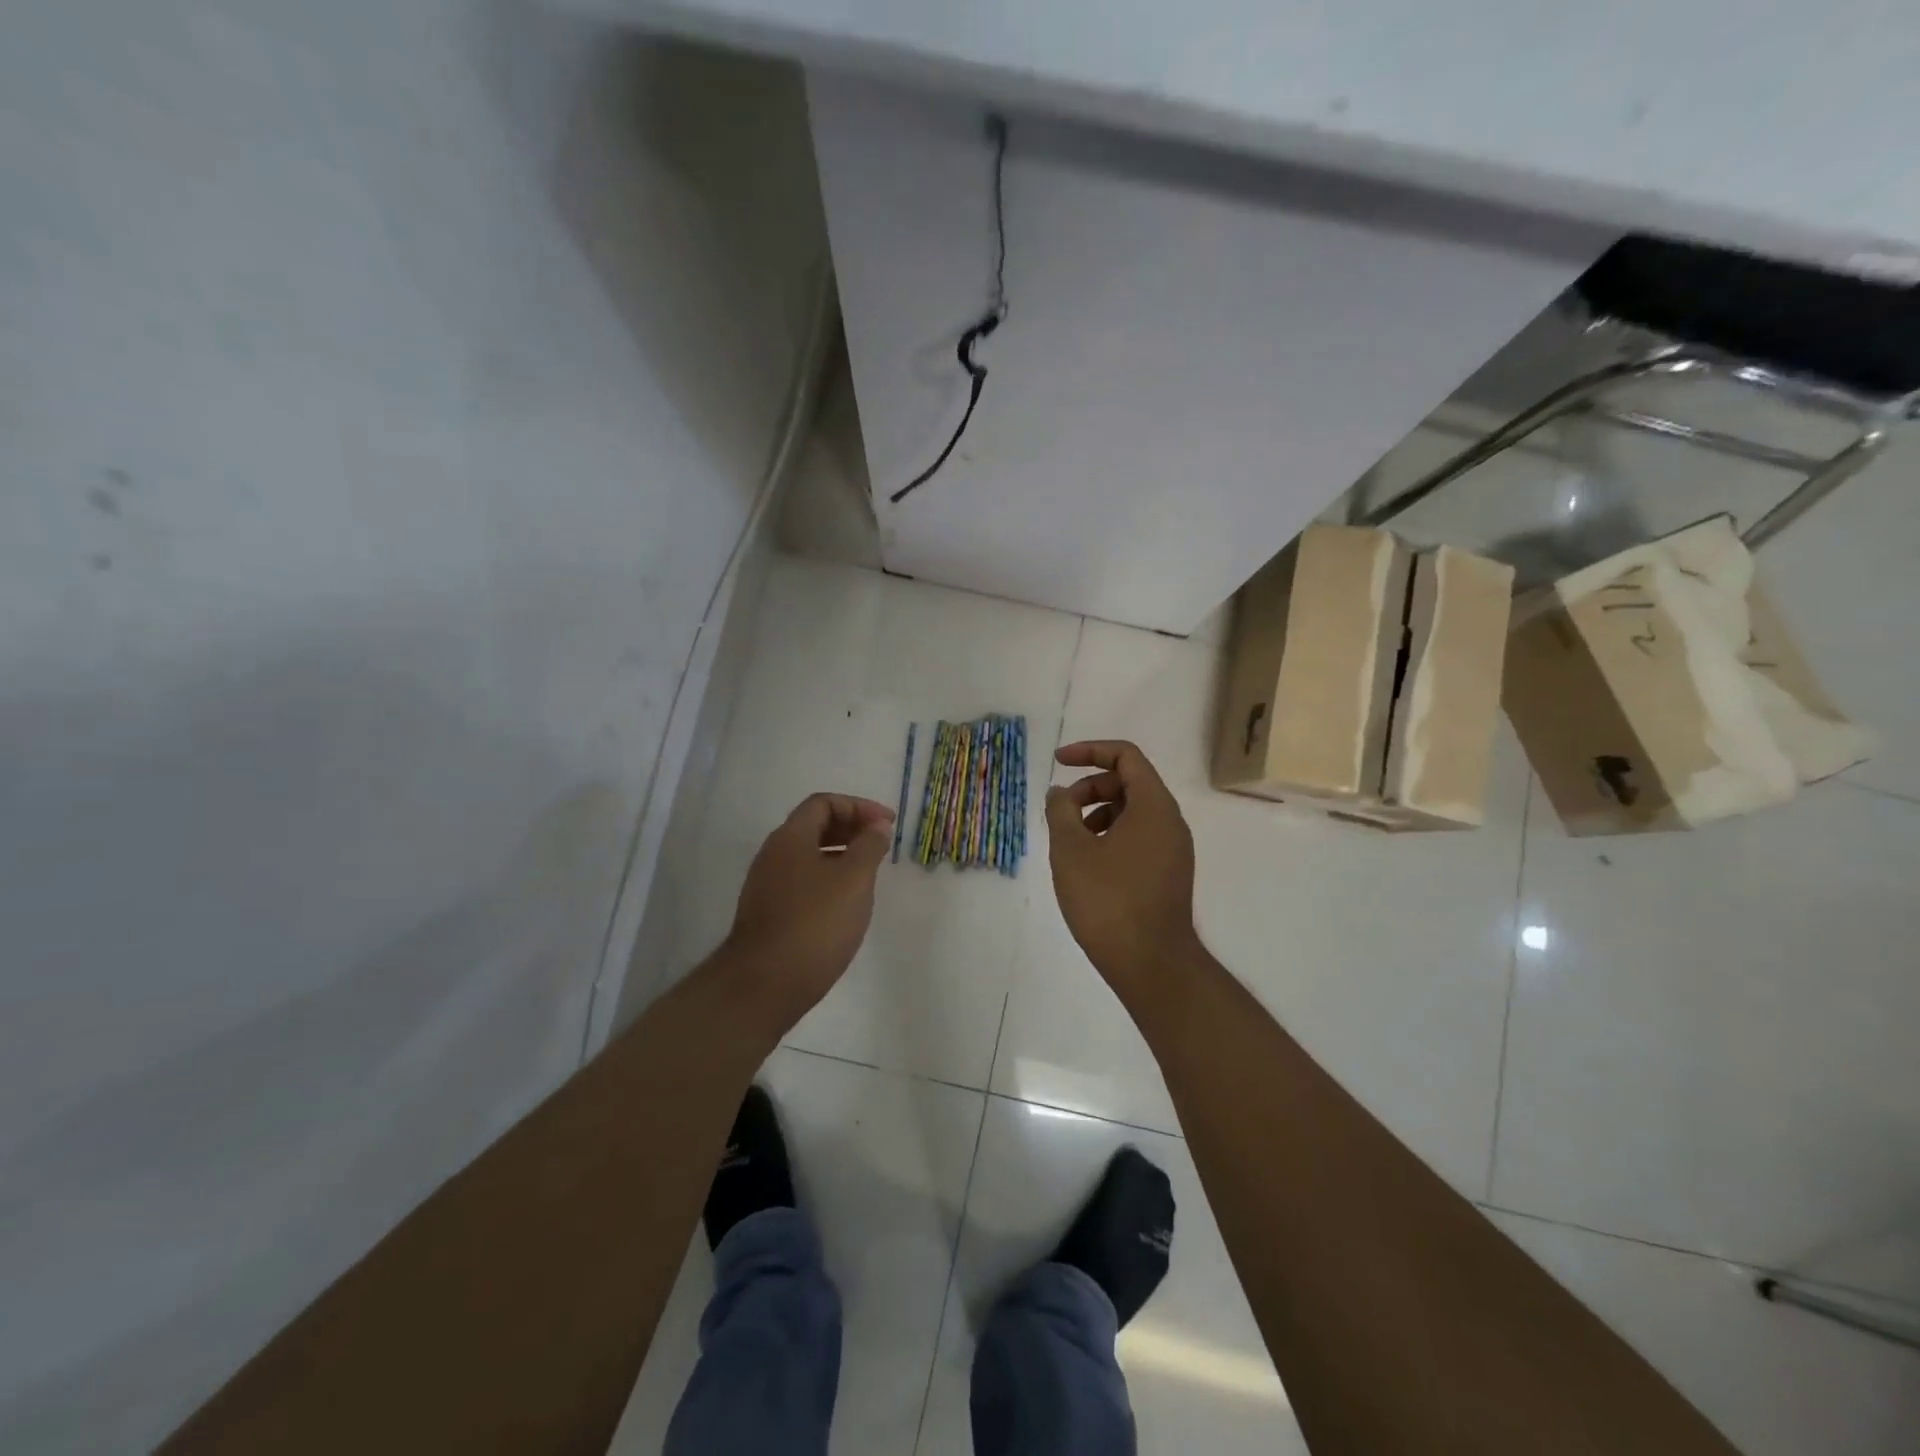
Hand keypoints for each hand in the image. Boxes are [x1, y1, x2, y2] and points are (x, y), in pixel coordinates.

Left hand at [721, 793, 894, 1031]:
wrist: (763, 985)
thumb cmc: (815, 924)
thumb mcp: (854, 880)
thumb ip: (869, 846)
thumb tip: (877, 826)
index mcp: (790, 838)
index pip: (823, 803)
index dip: (858, 806)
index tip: (887, 824)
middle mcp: (773, 855)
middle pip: (813, 826)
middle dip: (850, 828)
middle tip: (881, 844)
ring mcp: (766, 886)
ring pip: (808, 856)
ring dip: (841, 855)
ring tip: (869, 873)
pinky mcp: (768, 914)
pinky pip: (802, 881)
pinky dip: (828, 879)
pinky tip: (846, 903)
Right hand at [1045, 741, 1200, 1005]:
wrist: (1151, 964)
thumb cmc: (1108, 900)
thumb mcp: (1071, 850)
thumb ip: (1061, 810)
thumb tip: (1061, 792)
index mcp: (1153, 806)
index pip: (1126, 756)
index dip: (1089, 751)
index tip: (1058, 762)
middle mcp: (1170, 821)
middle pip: (1129, 783)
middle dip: (1089, 787)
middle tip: (1060, 812)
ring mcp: (1173, 850)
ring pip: (1132, 813)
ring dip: (1097, 814)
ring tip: (1070, 843)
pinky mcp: (1168, 874)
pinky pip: (1138, 837)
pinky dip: (1110, 836)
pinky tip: (1088, 865)